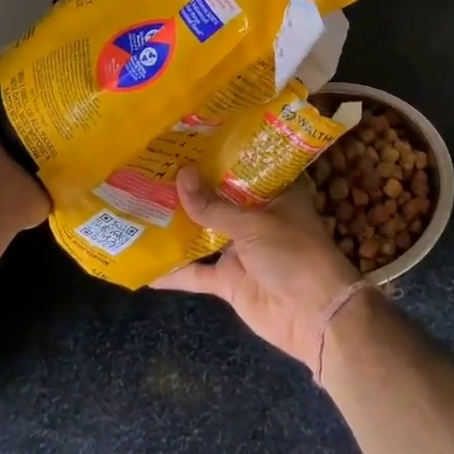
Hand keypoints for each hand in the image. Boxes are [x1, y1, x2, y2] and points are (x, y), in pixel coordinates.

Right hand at [153, 166, 363, 374]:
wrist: (315, 316)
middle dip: (189, 187)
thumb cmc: (294, 254)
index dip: (219, 153)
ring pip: (203, 233)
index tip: (187, 138)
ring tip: (138, 204)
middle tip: (151, 166)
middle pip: (219, 199)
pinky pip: (196, 273)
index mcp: (274, 194)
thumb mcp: (254, 224)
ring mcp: (241, 250)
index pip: (244, 166)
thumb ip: (214, 205)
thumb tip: (181, 175)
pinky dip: (173, 272)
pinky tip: (143, 265)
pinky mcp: (229, 280)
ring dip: (177, 225)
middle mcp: (257, 217)